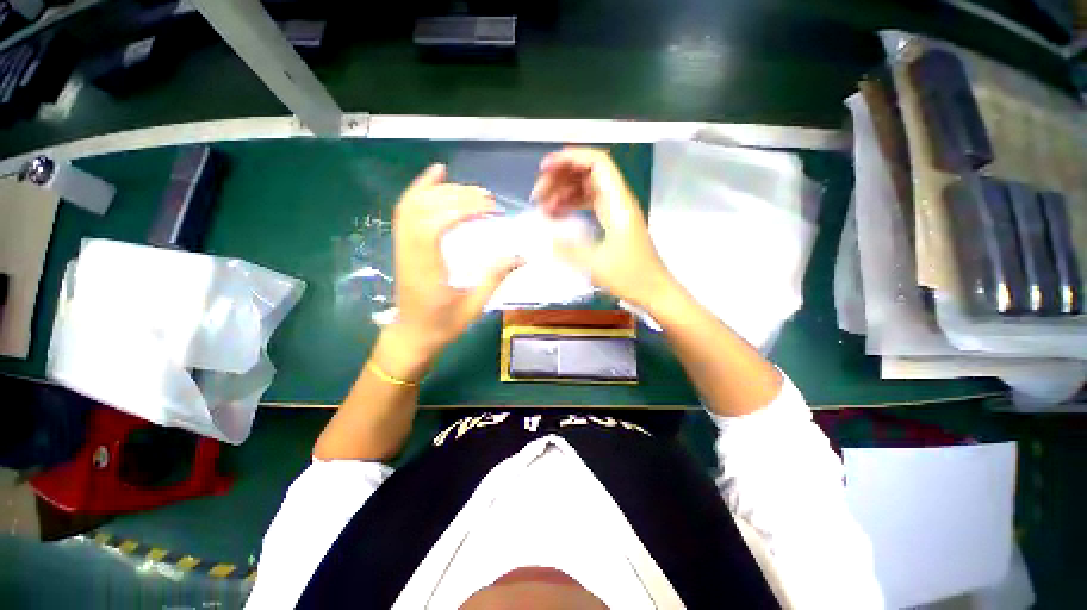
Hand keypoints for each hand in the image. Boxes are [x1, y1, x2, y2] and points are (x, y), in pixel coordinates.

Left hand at [379, 164, 521, 380]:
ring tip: (473, 189)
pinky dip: (420, 188)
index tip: (492, 210)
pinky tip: (437, 174)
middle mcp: (409, 250)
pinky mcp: (403, 244)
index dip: (465, 209)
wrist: (412, 336)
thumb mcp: (474, 305)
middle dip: (460, 197)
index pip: (438, 223)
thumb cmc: (443, 325)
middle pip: (427, 208)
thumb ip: (495, 277)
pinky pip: (406, 209)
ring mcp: (402, 245)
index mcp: (426, 267)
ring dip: (443, 190)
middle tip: (489, 199)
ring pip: (414, 204)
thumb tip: (522, 256)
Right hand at [532, 147, 674, 308]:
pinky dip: (571, 205)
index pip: (596, 163)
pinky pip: (588, 204)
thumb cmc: (631, 277)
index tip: (544, 170)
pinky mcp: (611, 222)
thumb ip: (567, 249)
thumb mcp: (596, 264)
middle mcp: (617, 200)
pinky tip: (556, 216)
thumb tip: (542, 237)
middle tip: (537, 195)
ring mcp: (614, 211)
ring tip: (543, 207)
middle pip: (587, 172)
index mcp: (618, 202)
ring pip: (586, 188)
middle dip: (560, 177)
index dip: (570, 158)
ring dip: (563, 192)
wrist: (654, 291)